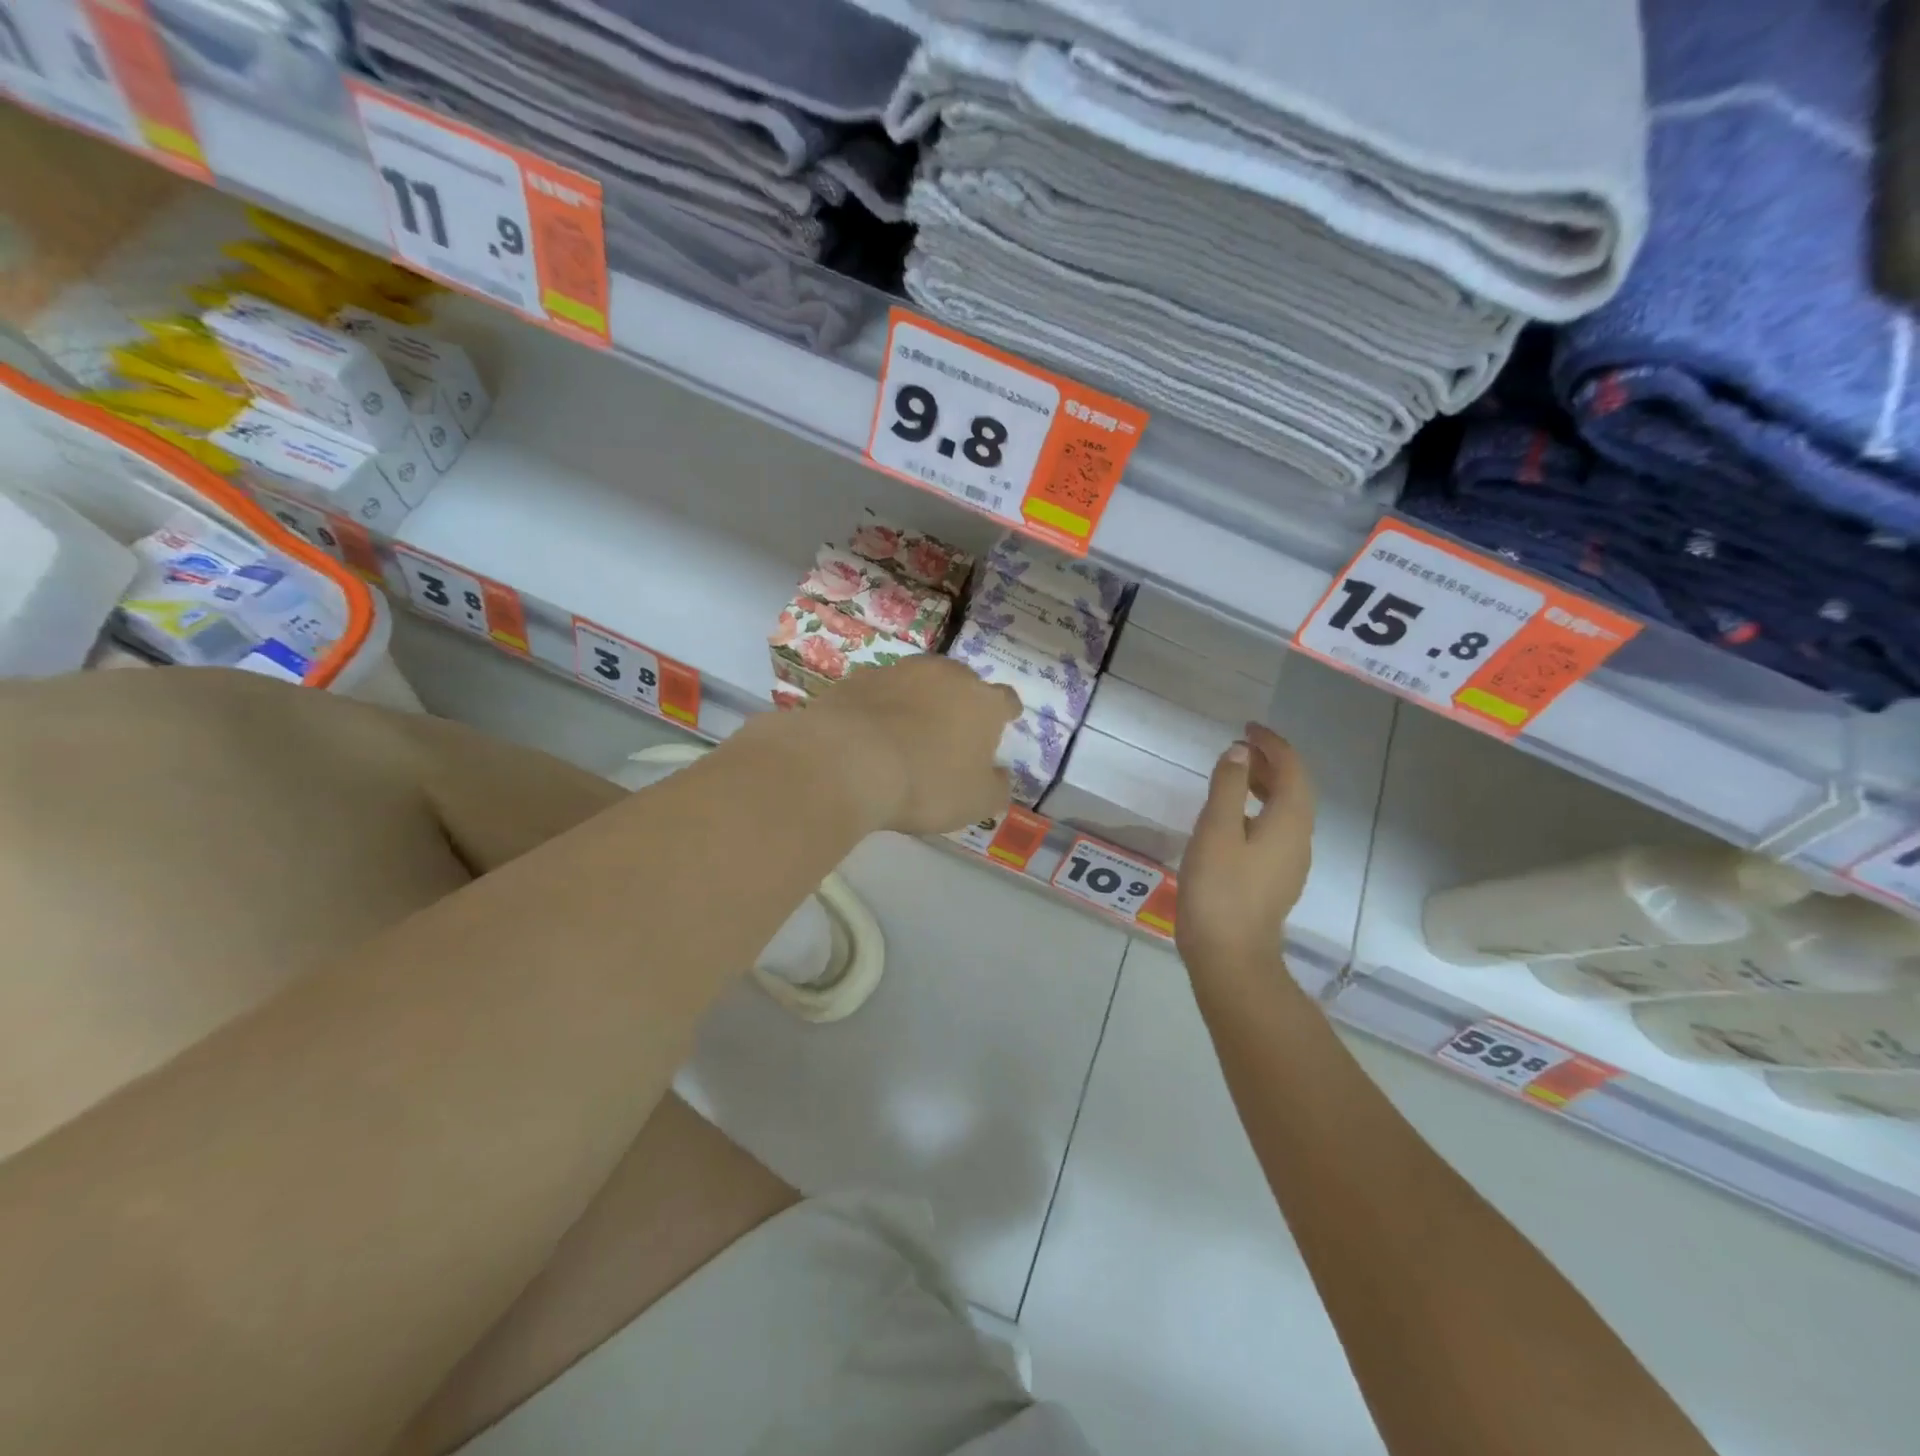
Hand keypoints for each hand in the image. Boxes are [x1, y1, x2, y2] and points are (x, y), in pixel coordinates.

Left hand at [807, 656, 1020, 835]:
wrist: (849, 760)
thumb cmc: (926, 783)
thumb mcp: (976, 802)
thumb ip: (996, 787)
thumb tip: (999, 775)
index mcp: (984, 702)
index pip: (1006, 701)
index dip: (1005, 714)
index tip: (1002, 724)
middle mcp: (946, 675)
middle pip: (962, 683)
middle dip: (959, 703)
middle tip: (950, 734)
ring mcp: (900, 671)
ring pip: (918, 682)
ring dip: (918, 702)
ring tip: (907, 733)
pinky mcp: (859, 678)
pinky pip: (879, 693)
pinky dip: (880, 708)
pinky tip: (870, 734)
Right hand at [1175, 723, 1315, 978]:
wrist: (1230, 955)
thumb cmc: (1220, 889)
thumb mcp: (1216, 830)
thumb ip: (1227, 786)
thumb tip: (1239, 752)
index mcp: (1289, 822)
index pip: (1292, 770)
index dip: (1273, 744)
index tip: (1247, 728)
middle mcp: (1299, 839)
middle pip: (1295, 789)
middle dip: (1272, 762)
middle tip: (1240, 745)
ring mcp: (1290, 862)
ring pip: (1286, 810)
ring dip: (1266, 785)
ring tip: (1235, 773)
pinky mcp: (1275, 879)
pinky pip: (1276, 829)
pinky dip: (1260, 808)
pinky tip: (1234, 816)